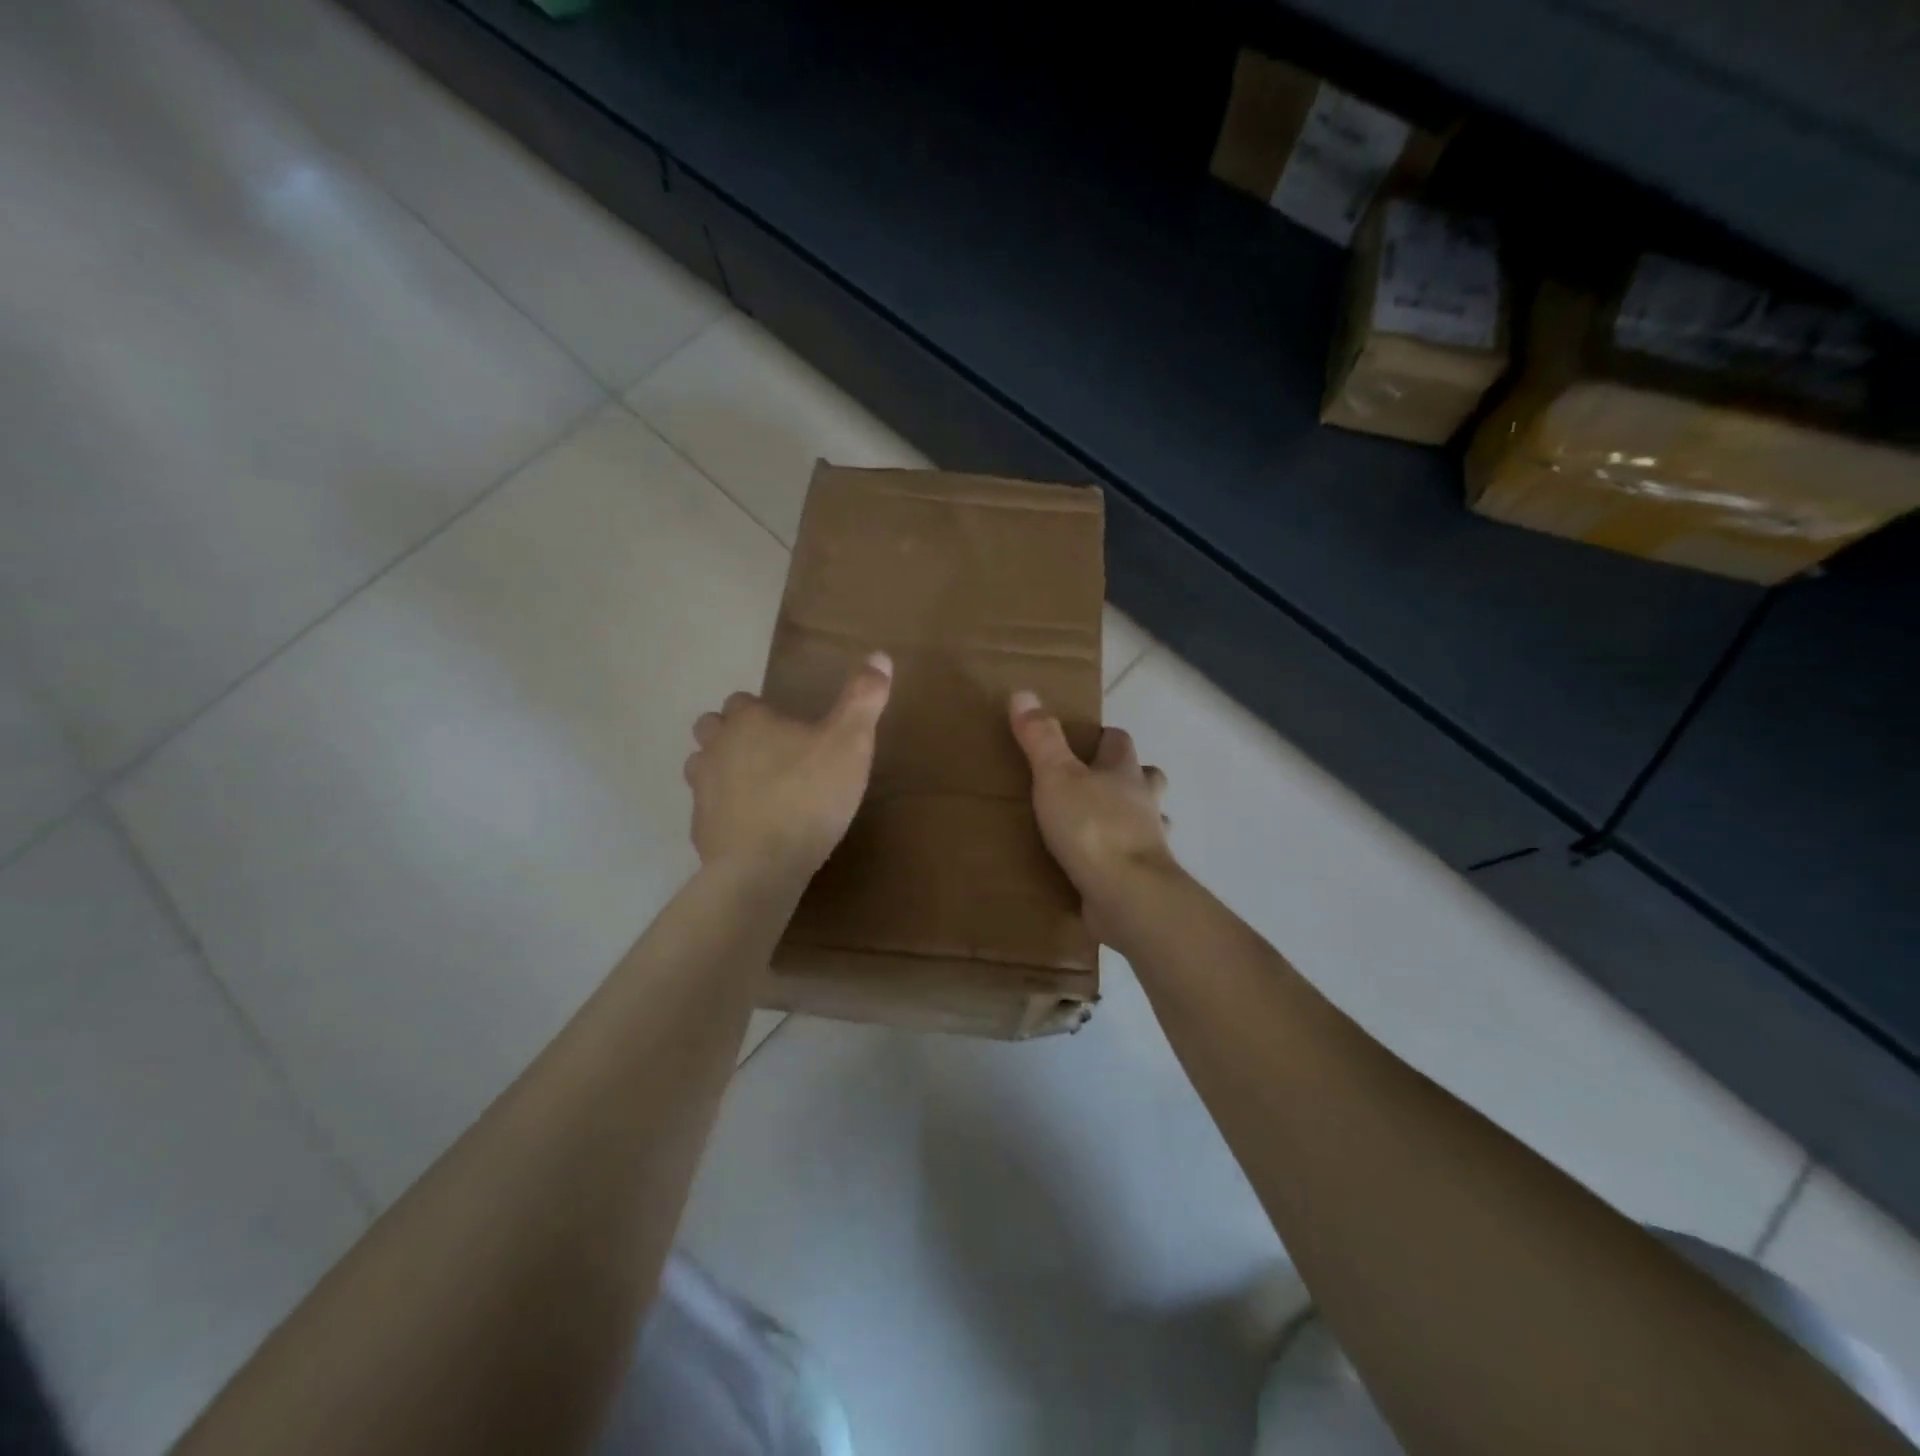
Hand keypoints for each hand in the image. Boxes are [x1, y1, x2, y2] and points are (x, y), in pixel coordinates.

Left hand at [685, 653, 892, 879]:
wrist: (762, 866)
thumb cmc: (809, 796)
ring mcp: (702, 789)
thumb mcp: (850, 743)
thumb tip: (879, 655)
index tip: (789, 728)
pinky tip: (752, 826)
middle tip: (771, 754)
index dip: (762, 711)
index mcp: (748, 721)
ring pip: (703, 766)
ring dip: (723, 770)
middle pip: (712, 728)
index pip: (742, 700)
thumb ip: (863, 699)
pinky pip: (709, 808)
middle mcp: (716, 747)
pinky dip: (725, 811)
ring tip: (758, 787)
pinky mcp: (700, 827)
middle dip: (733, 734)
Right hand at [1009, 689, 1173, 940]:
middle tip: (1098, 782)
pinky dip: (1123, 858)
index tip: (1086, 740)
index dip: (1105, 737)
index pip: (1120, 741)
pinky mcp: (1143, 876)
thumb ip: (1041, 738)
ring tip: (1104, 824)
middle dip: (1129, 776)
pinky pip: (1135, 859)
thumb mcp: (1056, 776)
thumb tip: (1023, 693)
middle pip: (1147, 778)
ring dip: (1133, 818)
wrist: (1126, 894)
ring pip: (1149, 819)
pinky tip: (1103, 866)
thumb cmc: (1092, 827)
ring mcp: (1149, 841)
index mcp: (1124, 772)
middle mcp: (1144, 802)